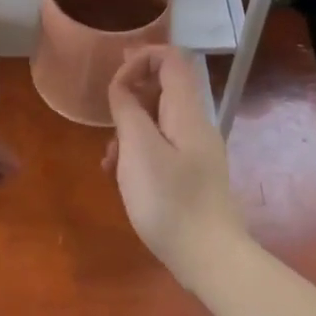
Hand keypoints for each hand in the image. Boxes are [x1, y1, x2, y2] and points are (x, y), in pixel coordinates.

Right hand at [105, 45, 249, 289]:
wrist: (209, 258)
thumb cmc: (170, 200)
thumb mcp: (138, 149)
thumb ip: (128, 108)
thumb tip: (123, 85)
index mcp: (187, 111)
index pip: (172, 59)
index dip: (141, 57)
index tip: (114, 81)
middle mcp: (195, 124)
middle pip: (164, 87)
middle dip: (131, 95)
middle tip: (105, 116)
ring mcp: (195, 151)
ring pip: (159, 120)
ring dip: (130, 127)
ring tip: (109, 157)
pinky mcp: (191, 175)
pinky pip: (162, 146)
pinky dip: (138, 150)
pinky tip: (120, 175)